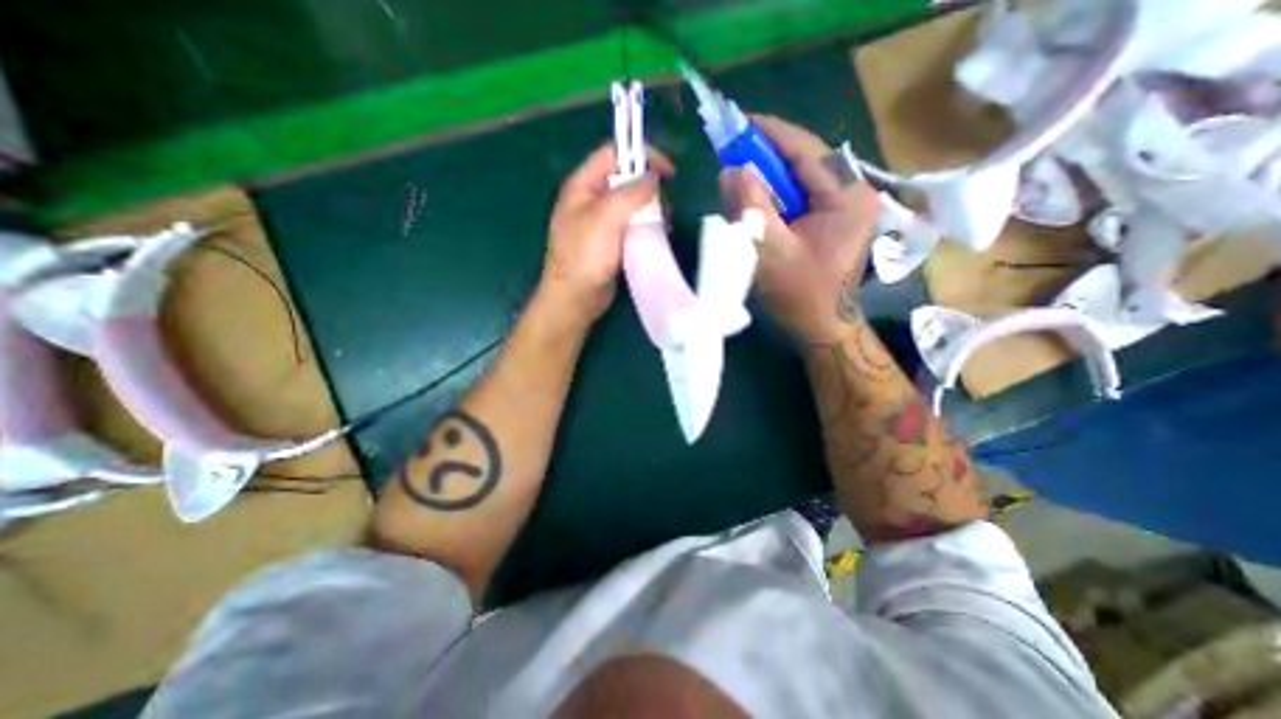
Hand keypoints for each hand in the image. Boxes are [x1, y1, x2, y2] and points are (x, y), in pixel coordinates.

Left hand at [536, 143, 672, 327]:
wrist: (574, 298)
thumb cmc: (585, 256)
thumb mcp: (607, 218)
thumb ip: (631, 193)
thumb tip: (653, 178)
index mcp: (583, 185)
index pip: (614, 153)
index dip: (642, 155)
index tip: (668, 172)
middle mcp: (590, 199)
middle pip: (625, 179)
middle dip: (649, 187)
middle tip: (665, 206)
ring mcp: (600, 222)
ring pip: (630, 204)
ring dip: (650, 209)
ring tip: (664, 224)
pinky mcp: (609, 241)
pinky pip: (630, 225)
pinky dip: (645, 226)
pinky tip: (656, 236)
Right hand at [720, 115, 880, 346]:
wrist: (822, 327)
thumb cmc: (800, 295)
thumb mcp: (770, 251)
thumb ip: (751, 208)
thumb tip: (731, 170)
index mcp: (846, 196)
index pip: (804, 150)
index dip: (769, 134)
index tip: (738, 122)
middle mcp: (851, 192)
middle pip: (803, 161)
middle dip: (765, 156)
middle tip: (731, 152)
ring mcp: (844, 206)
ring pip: (800, 178)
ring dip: (768, 176)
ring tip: (738, 175)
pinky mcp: (833, 219)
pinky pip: (800, 196)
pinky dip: (775, 195)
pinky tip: (755, 200)